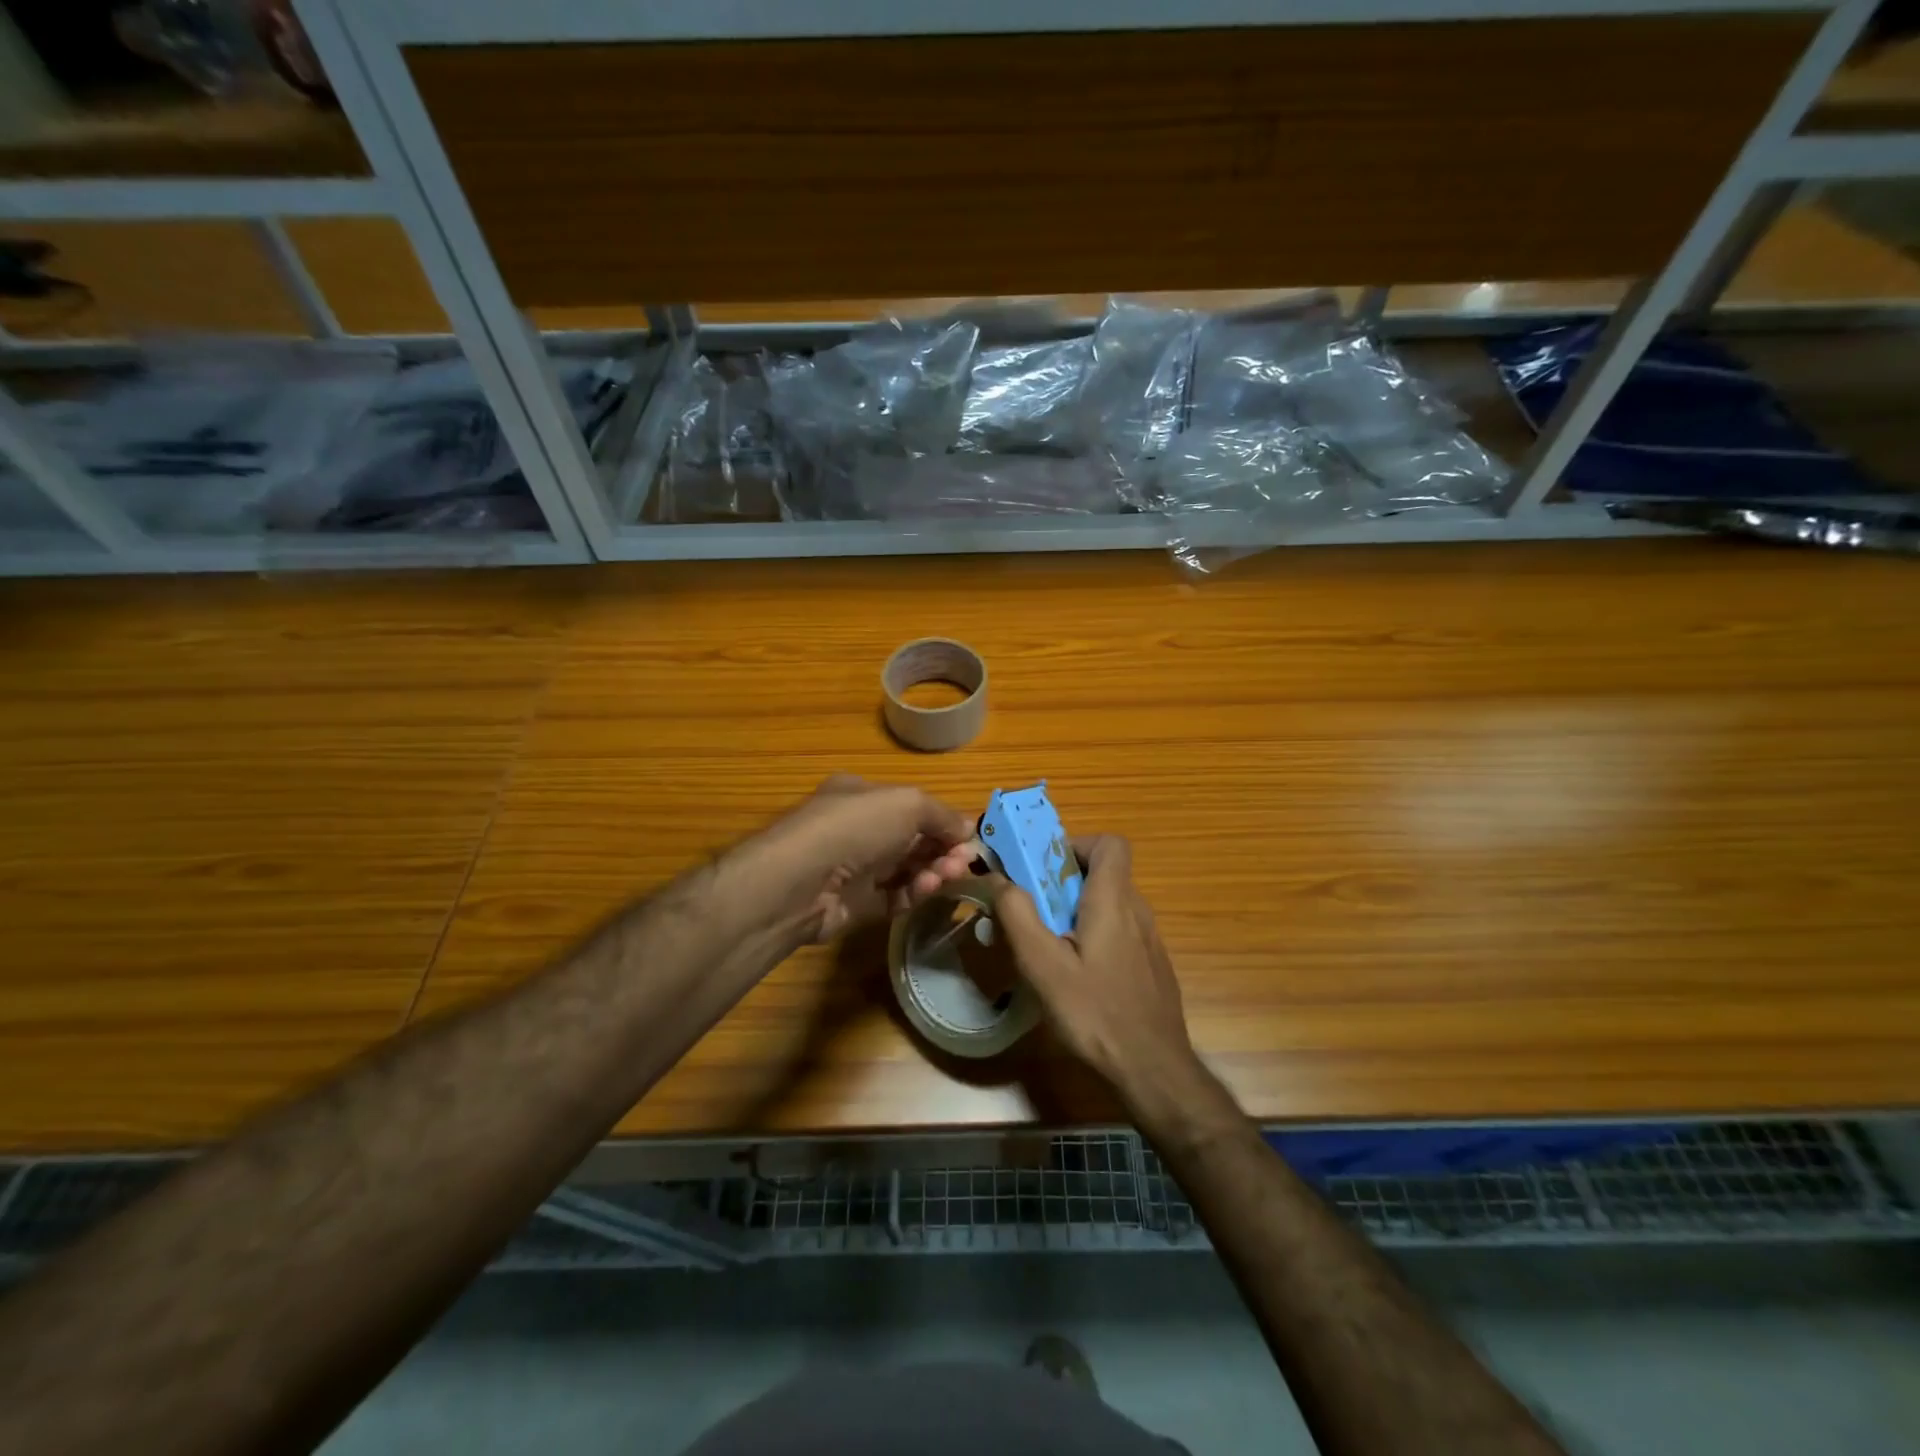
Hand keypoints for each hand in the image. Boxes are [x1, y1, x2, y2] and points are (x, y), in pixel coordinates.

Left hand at [723, 775, 977, 942]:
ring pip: (906, 869)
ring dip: (933, 871)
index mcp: (863, 796)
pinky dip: (915, 892)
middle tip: (965, 862)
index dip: (944, 821)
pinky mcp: (855, 904)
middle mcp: (858, 829)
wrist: (799, 881)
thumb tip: (969, 829)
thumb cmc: (854, 827)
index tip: (971, 837)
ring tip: (949, 875)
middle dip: (943, 848)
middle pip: (913, 840)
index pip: (912, 807)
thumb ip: (941, 815)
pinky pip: (894, 897)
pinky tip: (928, 889)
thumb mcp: (907, 803)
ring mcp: (855, 868)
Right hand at [989, 835, 1196, 1094]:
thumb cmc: (1095, 1013)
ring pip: (1109, 905)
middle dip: (1063, 882)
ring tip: (1047, 947)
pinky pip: (1119, 932)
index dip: (1075, 845)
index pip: (1110, 843)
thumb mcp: (1043, 966)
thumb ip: (1018, 915)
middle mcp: (1137, 911)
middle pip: (1103, 873)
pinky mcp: (1151, 966)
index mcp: (1113, 901)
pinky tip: (1076, 977)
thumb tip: (998, 878)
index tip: (1044, 870)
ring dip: (1076, 911)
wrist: (1154, 1070)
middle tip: (1032, 912)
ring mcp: (1149, 940)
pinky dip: (1093, 936)